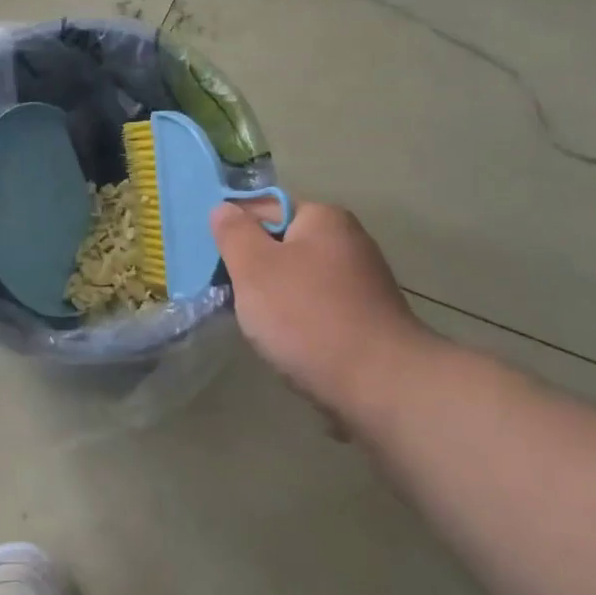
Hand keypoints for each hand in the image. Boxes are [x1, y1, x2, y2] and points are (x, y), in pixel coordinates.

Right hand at [212, 199, 441, 415]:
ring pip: (299, 279)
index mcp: (324, 218)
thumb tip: (224, 209)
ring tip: (257, 325)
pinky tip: (288, 344)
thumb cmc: (308, 317)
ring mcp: (363, 281)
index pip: (264, 208)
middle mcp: (349, 241)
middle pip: (283, 244)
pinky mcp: (368, 318)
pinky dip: (299, 321)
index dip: (235, 231)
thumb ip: (234, 233)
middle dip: (255, 268)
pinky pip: (318, 308)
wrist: (380, 385)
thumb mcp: (254, 268)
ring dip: (275, 298)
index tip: (215, 262)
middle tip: (232, 295)